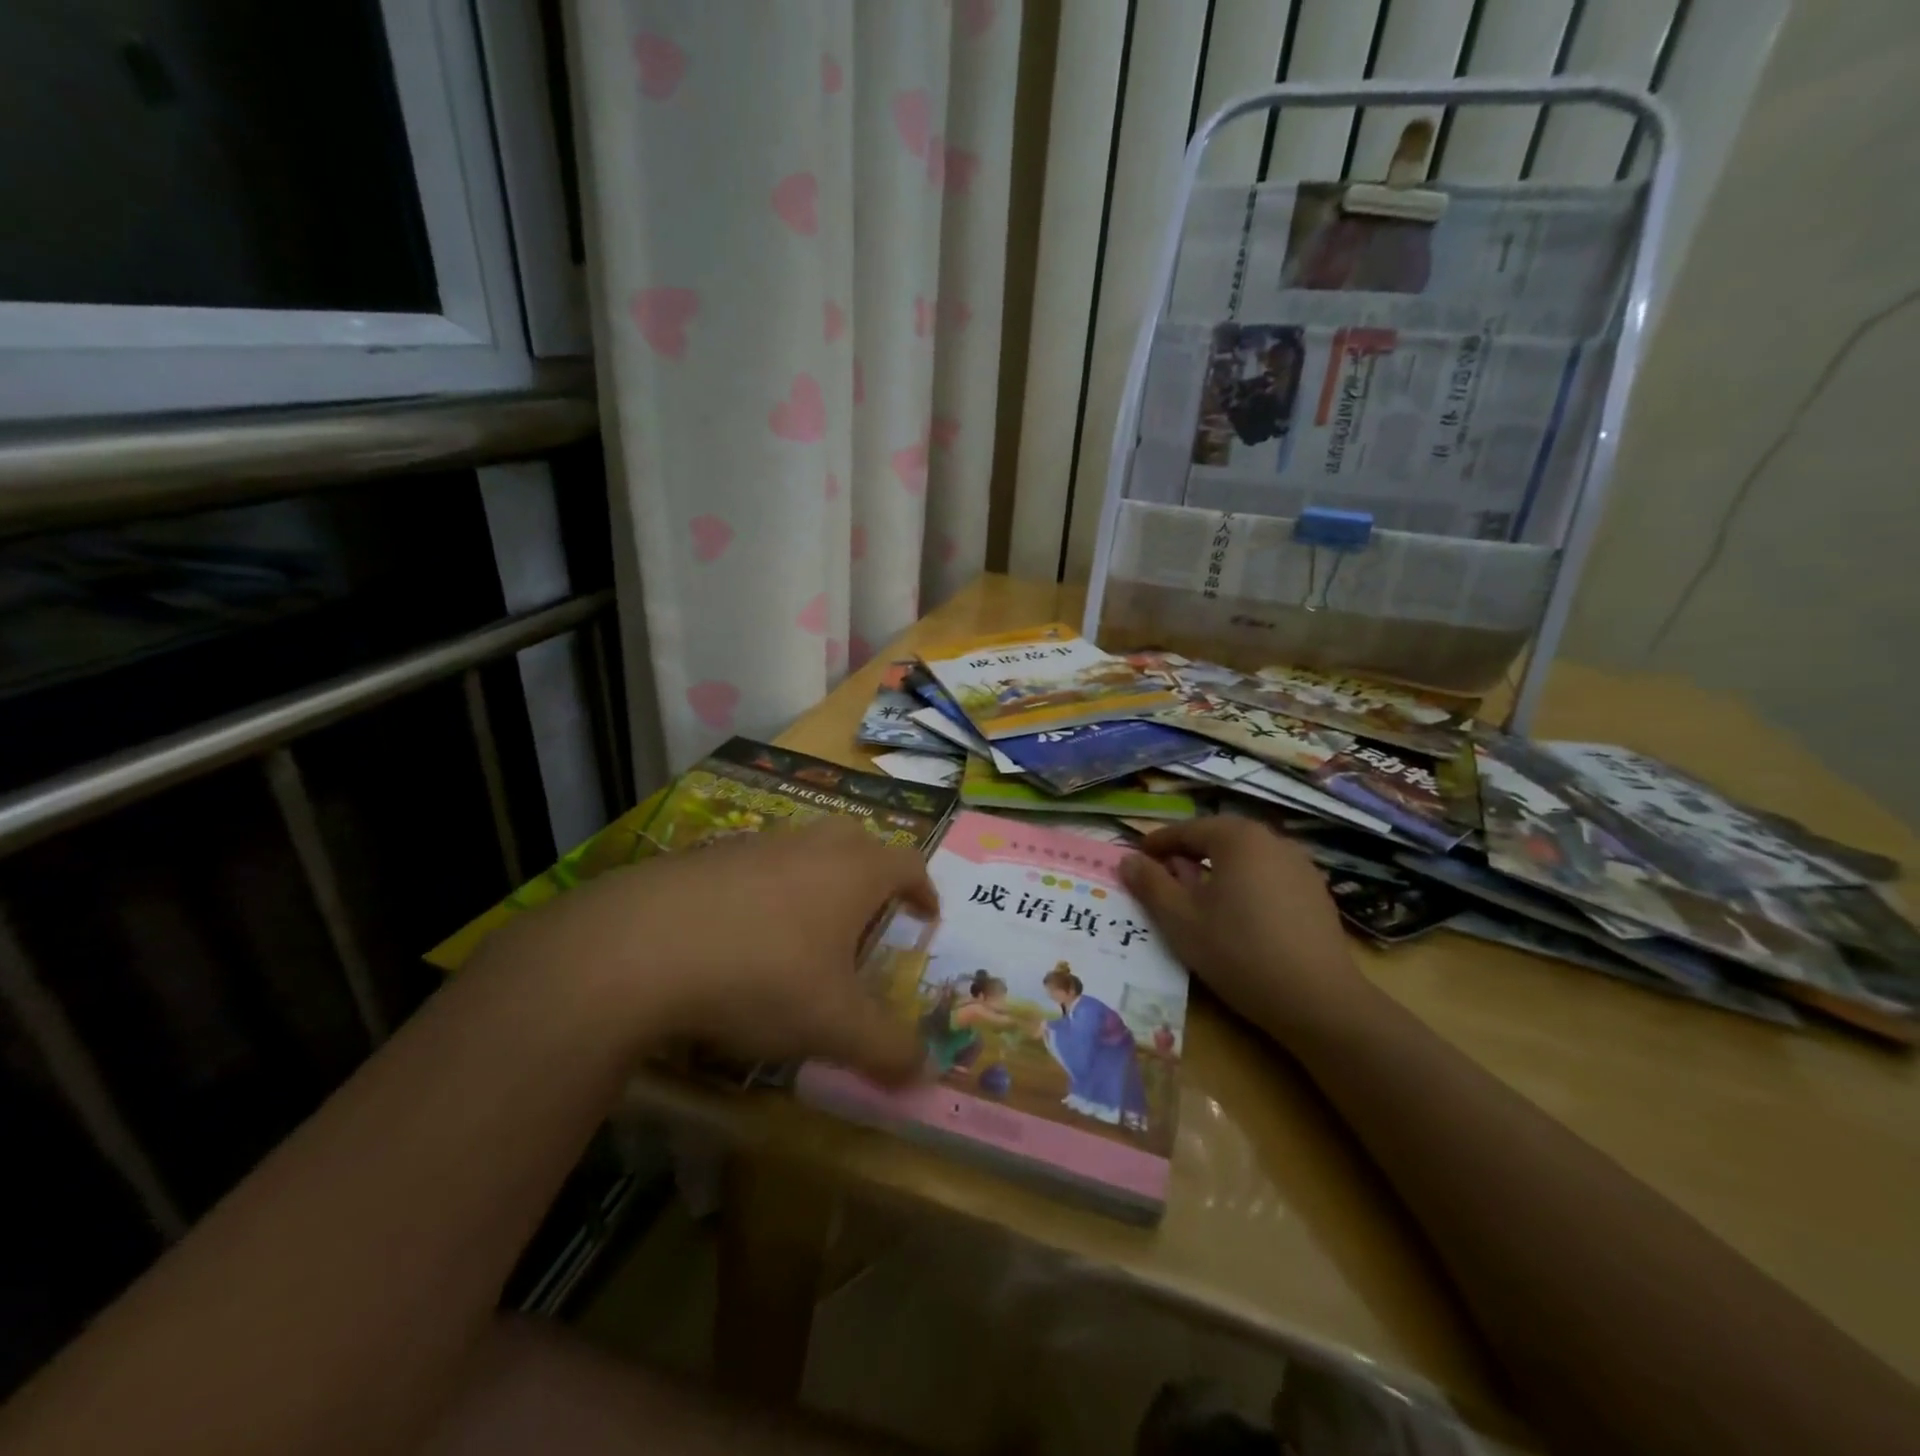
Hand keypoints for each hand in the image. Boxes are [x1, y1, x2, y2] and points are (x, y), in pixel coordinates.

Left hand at [481, 820, 937, 1084]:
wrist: (640, 948)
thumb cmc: (762, 976)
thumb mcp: (833, 1026)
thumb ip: (886, 1050)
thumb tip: (926, 1074)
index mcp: (854, 872)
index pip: (908, 863)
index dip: (924, 889)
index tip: (927, 916)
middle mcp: (810, 846)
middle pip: (858, 843)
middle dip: (872, 876)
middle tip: (869, 920)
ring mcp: (756, 845)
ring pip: (803, 851)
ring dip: (816, 883)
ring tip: (806, 934)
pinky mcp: (706, 858)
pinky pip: (754, 867)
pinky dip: (764, 893)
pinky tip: (741, 938)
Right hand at [1120, 816, 1368, 1038]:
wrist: (1318, 1000)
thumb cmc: (1238, 951)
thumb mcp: (1180, 919)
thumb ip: (1150, 884)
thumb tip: (1128, 860)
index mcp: (1238, 838)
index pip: (1187, 830)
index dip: (1157, 843)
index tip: (1136, 859)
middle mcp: (1273, 841)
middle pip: (1219, 840)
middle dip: (1188, 855)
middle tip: (1162, 877)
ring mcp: (1301, 867)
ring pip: (1246, 859)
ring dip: (1218, 871)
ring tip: (1198, 898)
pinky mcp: (1316, 895)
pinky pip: (1269, 878)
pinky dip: (1245, 887)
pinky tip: (1238, 917)